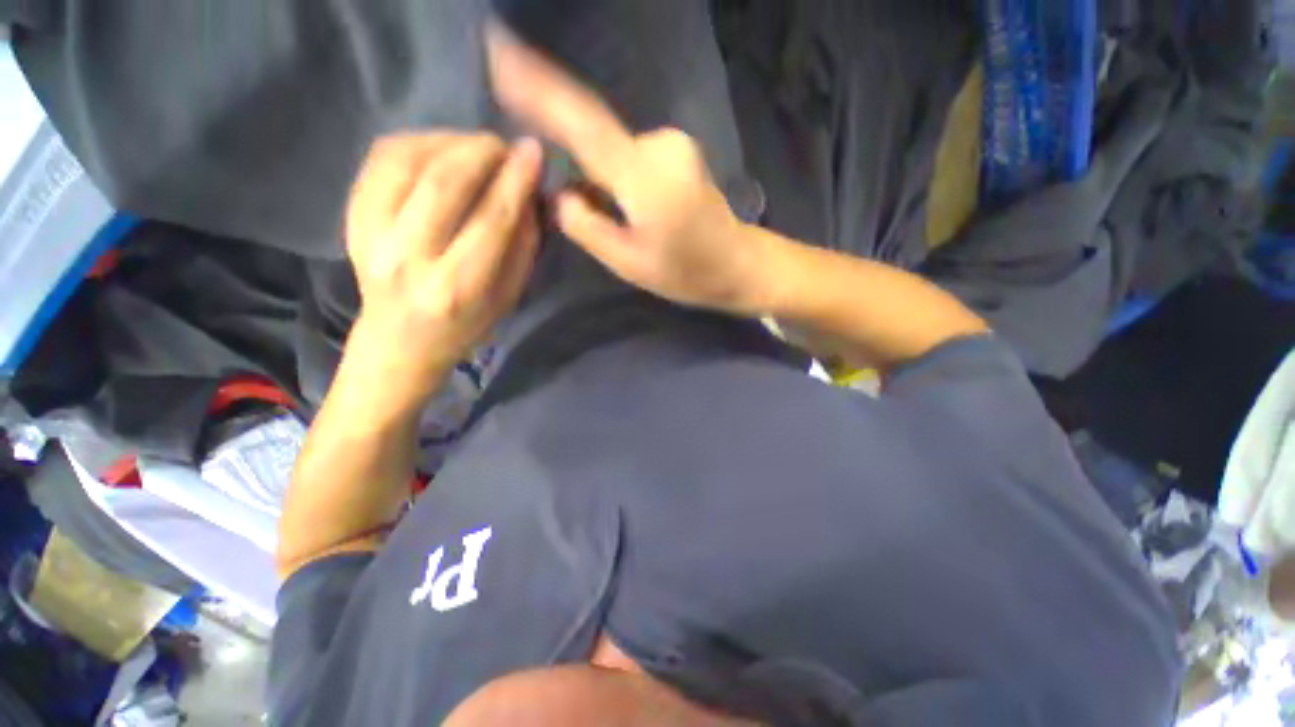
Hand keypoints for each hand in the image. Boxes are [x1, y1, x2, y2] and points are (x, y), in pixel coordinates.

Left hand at [345, 132, 542, 394]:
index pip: (491, 221)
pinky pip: (381, 159)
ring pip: (407, 161)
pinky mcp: (351, 217)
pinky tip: (441, 147)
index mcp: (456, 287)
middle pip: (444, 183)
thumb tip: (529, 194)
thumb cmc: (466, 324)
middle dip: (482, 151)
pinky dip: (416, 141)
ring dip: (449, 141)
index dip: (516, 181)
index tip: (534, 152)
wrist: (400, 340)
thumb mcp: (509, 297)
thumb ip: (522, 246)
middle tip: (505, 147)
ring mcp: (370, 234)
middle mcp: (408, 257)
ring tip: (476, 147)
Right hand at [486, 24, 766, 314]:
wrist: (737, 263)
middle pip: (597, 142)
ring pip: (615, 153)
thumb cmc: (686, 272)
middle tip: (599, 219)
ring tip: (628, 226)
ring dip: (605, 182)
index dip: (540, 88)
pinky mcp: (678, 149)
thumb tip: (560, 194)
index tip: (501, 52)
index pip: (584, 124)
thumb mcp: (628, 262)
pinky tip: (638, 210)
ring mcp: (673, 143)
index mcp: (644, 178)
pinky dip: (621, 178)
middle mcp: (659, 145)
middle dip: (582, 171)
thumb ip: (587, 226)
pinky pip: (632, 155)